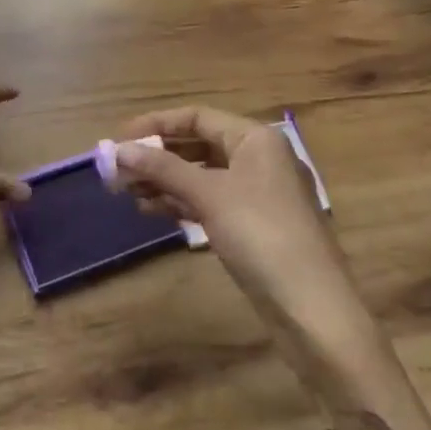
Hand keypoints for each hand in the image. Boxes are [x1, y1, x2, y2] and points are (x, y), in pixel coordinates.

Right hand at [112, 106, 430, 429]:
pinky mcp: (254, 225)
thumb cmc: (262, 236)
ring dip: (164, 181)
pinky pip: (210, 202)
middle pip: (198, 145)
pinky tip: (152, 211)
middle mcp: (259, 159)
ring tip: (126, 193)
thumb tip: (117, 149)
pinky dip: (181, 203)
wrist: (313, 311)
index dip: (155, 125)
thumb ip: (162, 169)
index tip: (118, 139)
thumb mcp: (209, 196)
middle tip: (117, 171)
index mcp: (256, 139)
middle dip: (156, 156)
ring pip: (201, 175)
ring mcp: (258, 194)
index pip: (197, 117)